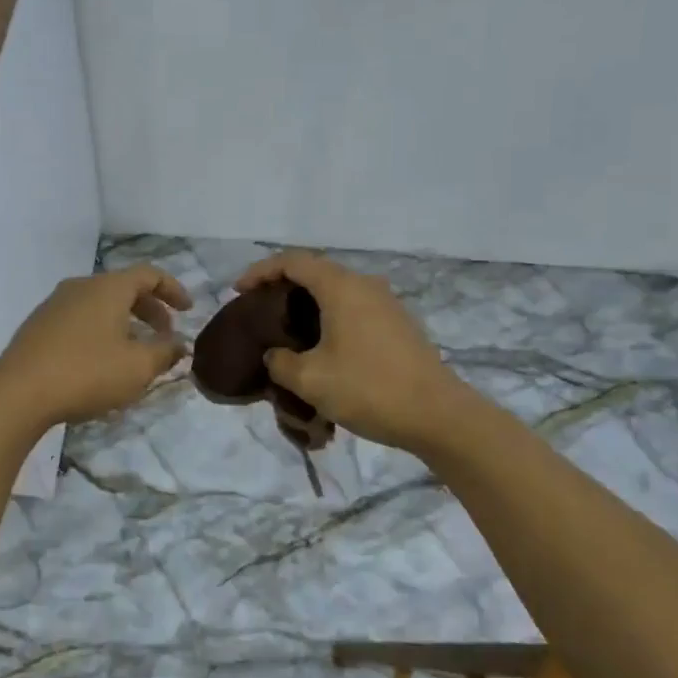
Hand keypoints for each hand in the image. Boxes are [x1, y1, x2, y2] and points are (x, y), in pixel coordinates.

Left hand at [0, 265, 191, 428]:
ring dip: (124, 322)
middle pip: (123, 288)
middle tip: (165, 334)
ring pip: (100, 304)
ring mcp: (55, 304)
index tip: (188, 311)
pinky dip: (101, 330)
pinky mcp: (38, 326)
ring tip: (135, 351)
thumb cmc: (87, 373)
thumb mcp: (138, 368)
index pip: (149, 275)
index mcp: (108, 288)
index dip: (173, 289)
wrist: (18, 393)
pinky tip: (101, 360)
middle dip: (150, 309)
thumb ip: (165, 352)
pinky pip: (80, 319)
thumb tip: (179, 345)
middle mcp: (81, 286)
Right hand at [233, 251, 467, 451]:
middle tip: (259, 310)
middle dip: (283, 286)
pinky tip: (321, 346)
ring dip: (308, 304)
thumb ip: (281, 362)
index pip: (293, 262)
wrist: (438, 416)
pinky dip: (329, 317)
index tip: (238, 292)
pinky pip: (354, 309)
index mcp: (341, 287)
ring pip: (337, 291)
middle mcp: (365, 286)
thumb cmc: (369, 389)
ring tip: (286, 330)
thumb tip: (275, 355)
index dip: (260, 271)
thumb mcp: (310, 380)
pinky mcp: (398, 325)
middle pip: (316, 272)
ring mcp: (386, 304)